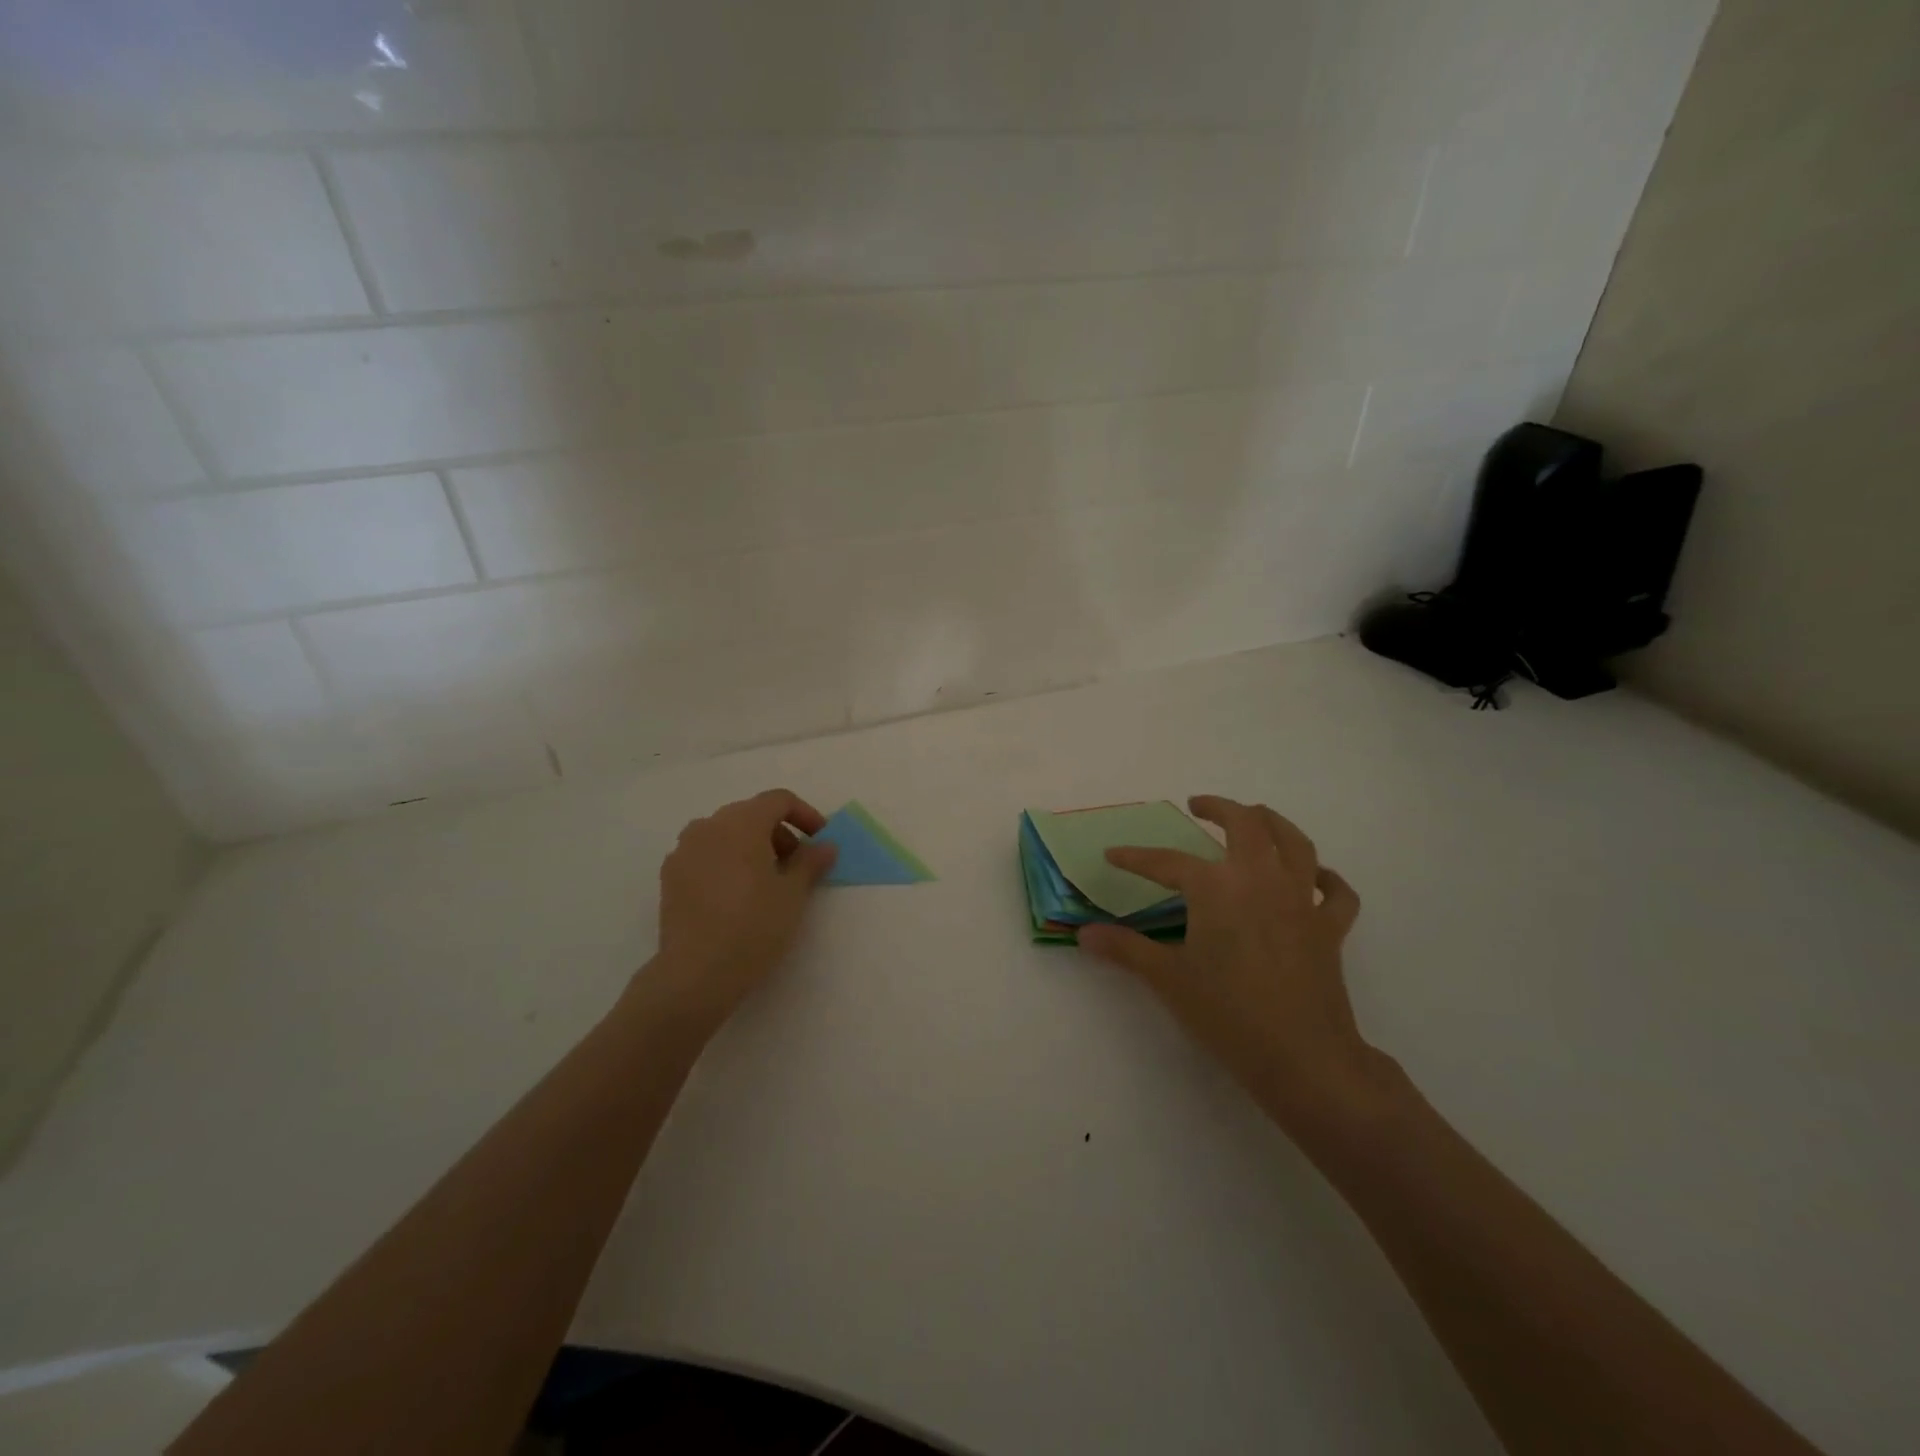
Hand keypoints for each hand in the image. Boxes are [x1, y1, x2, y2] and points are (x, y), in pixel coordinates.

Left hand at [646, 789, 837, 1028]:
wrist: (696, 973)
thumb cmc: (754, 926)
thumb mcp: (793, 894)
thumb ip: (811, 862)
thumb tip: (825, 845)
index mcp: (741, 822)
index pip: (778, 800)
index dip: (805, 815)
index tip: (820, 841)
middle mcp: (708, 826)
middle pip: (751, 814)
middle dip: (779, 833)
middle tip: (796, 866)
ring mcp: (684, 850)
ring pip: (725, 834)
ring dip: (751, 847)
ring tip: (766, 882)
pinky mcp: (670, 876)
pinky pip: (705, 855)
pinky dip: (726, 862)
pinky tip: (736, 895)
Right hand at [1076, 795, 1387, 1124]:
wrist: (1303, 1057)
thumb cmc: (1227, 1013)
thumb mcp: (1167, 979)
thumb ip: (1124, 948)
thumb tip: (1083, 934)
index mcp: (1217, 887)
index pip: (1167, 862)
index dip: (1136, 858)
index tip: (1114, 854)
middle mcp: (1261, 878)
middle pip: (1246, 824)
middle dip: (1220, 808)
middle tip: (1198, 806)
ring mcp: (1301, 900)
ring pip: (1295, 842)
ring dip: (1273, 822)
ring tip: (1254, 817)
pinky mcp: (1330, 928)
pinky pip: (1336, 891)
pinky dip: (1325, 878)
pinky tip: (1314, 877)